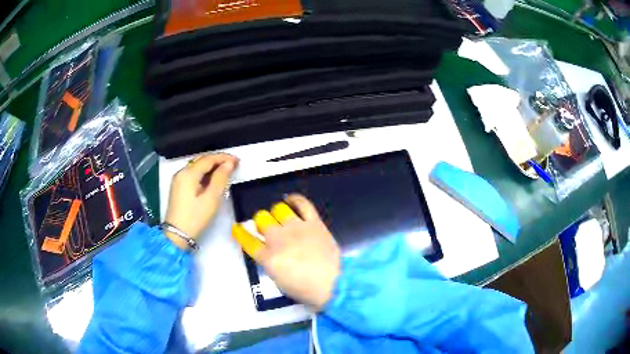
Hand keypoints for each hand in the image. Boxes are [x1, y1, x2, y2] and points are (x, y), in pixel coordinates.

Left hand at [165, 154, 237, 248]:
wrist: (177, 235)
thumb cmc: (195, 218)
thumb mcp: (211, 199)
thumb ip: (220, 178)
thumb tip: (229, 164)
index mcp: (188, 173)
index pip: (208, 159)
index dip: (224, 158)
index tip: (238, 161)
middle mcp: (181, 172)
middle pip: (201, 160)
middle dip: (218, 160)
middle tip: (233, 164)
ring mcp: (178, 180)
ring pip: (197, 167)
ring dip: (211, 166)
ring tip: (226, 170)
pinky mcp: (178, 187)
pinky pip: (193, 174)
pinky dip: (204, 173)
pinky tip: (212, 179)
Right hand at [250, 194, 340, 310]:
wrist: (334, 284)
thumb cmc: (306, 289)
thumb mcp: (279, 281)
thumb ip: (269, 263)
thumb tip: (268, 251)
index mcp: (268, 257)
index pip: (247, 239)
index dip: (240, 232)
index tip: (238, 228)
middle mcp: (279, 239)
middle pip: (261, 218)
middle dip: (261, 223)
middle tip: (267, 229)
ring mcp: (297, 228)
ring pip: (278, 209)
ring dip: (276, 213)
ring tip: (281, 218)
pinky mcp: (314, 222)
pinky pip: (302, 203)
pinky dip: (295, 200)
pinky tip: (291, 201)